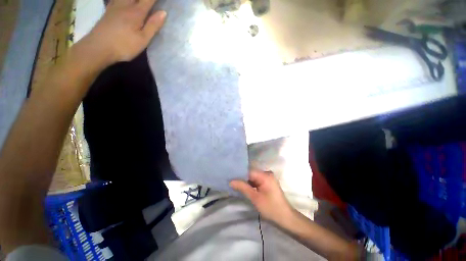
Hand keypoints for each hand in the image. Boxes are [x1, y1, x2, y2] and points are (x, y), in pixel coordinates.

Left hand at [78, 0, 165, 66]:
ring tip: (139, 2)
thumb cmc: (124, 46)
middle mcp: (125, 5)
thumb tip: (163, 13)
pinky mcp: (108, 10)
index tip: (163, 1)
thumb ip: (153, 25)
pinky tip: (124, 1)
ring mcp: (115, 6)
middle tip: (150, 1)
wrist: (99, 47)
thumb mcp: (143, 39)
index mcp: (136, 12)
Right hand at [230, 170, 293, 223]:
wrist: (286, 218)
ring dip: (246, 181)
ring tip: (235, 184)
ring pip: (253, 177)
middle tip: (230, 181)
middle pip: (251, 173)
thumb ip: (242, 187)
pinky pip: (257, 180)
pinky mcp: (268, 182)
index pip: (249, 171)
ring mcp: (268, 178)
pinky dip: (251, 184)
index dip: (239, 174)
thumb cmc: (271, 208)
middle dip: (242, 178)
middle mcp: (267, 173)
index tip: (229, 177)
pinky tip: (244, 187)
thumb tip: (230, 181)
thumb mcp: (255, 198)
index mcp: (265, 175)